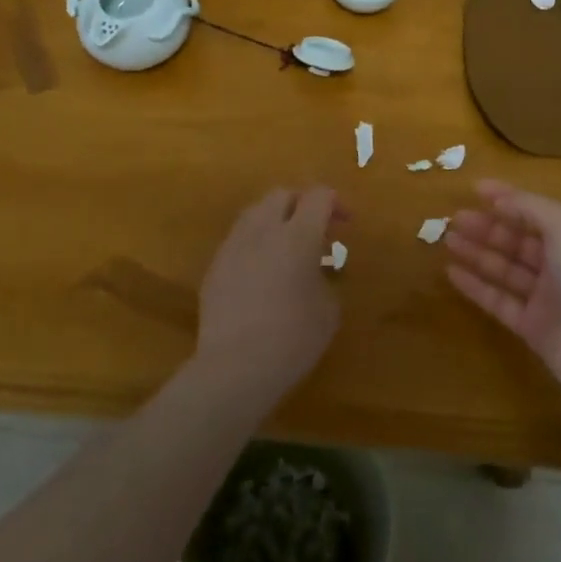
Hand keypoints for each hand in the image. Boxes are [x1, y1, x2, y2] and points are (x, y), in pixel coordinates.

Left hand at [196, 186, 344, 401]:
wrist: (234, 367)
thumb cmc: (293, 340)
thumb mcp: (328, 311)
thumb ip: (325, 278)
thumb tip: (315, 271)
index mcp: (298, 236)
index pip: (318, 196)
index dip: (335, 202)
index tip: (345, 222)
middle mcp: (263, 230)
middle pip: (282, 195)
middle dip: (302, 203)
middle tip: (317, 228)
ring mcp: (234, 245)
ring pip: (255, 212)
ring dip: (276, 219)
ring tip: (287, 246)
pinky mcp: (215, 265)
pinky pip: (239, 239)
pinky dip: (256, 243)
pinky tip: (262, 271)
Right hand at [444, 180, 560, 408]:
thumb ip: (530, 208)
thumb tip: (498, 199)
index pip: (536, 212)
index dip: (507, 198)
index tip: (475, 188)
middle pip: (518, 240)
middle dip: (487, 226)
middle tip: (454, 217)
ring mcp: (546, 298)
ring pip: (505, 269)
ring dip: (478, 252)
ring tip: (447, 239)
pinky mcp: (531, 327)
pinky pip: (498, 300)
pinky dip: (476, 286)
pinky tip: (451, 273)